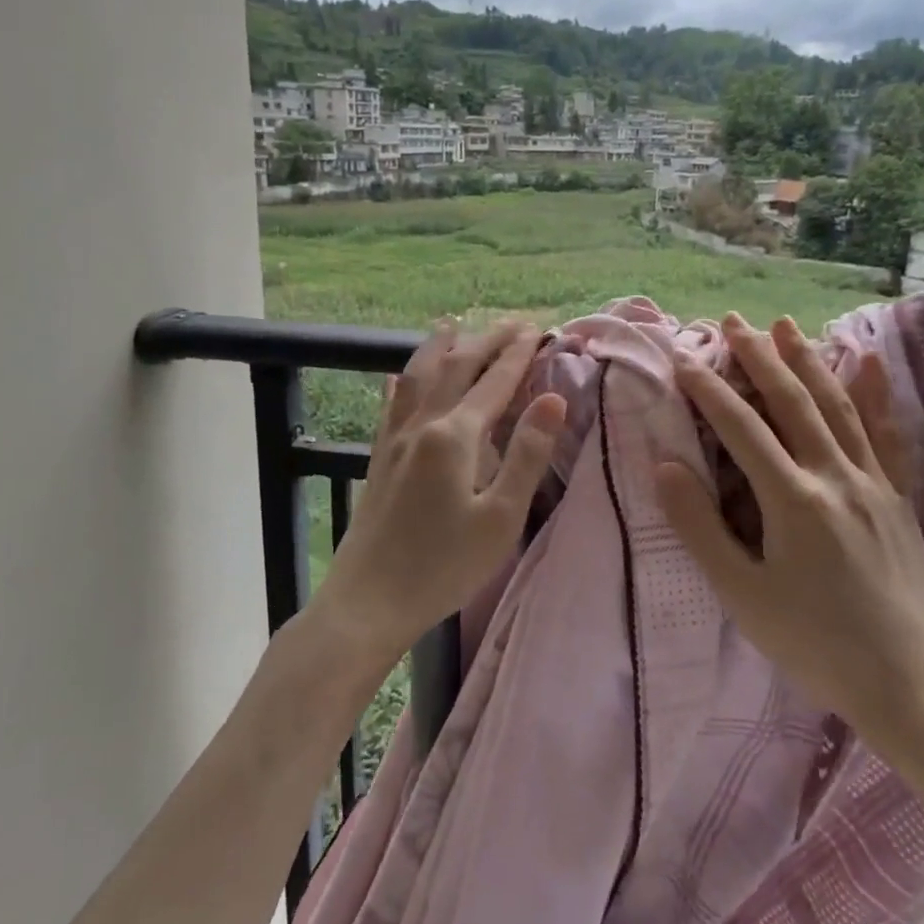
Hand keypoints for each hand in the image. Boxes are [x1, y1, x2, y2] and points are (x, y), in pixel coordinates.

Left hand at [309, 319, 566, 669]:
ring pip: (418, 377)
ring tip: (451, 324)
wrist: (369, 600)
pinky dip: (403, 383)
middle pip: (455, 368)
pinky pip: (392, 405)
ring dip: (439, 347)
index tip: (536, 330)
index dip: (517, 354)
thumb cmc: (444, 566)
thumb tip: (554, 400)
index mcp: (456, 436)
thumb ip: (527, 454)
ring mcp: (395, 440)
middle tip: (511, 323)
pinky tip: (399, 378)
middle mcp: (422, 425)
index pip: (493, 382)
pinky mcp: (379, 458)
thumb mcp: (501, 518)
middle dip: (485, 341)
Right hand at [654, 313, 923, 752]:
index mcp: (792, 499)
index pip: (741, 427)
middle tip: (733, 320)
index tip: (682, 357)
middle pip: (791, 401)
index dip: (707, 388)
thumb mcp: (742, 594)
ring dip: (809, 361)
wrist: (907, 682)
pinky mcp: (899, 497)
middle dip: (758, 357)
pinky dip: (875, 394)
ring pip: (837, 406)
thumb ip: (700, 526)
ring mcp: (874, 483)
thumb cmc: (813, 642)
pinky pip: (888, 433)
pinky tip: (868, 361)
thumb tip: (666, 465)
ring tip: (785, 326)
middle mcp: (835, 476)